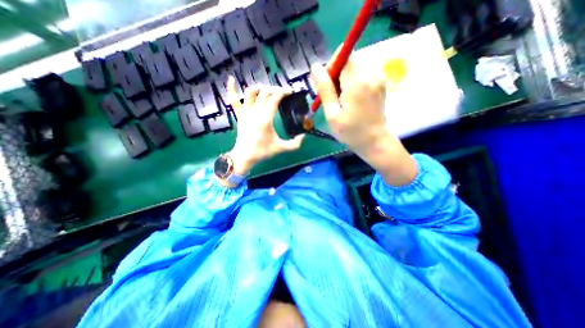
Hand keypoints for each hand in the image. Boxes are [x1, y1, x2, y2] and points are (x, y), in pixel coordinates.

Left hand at [224, 77, 306, 176]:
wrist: (245, 156)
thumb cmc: (262, 152)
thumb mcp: (280, 148)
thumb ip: (294, 144)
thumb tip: (304, 136)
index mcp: (265, 120)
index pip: (274, 98)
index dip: (283, 91)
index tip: (290, 92)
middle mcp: (254, 113)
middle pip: (264, 93)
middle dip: (275, 89)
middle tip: (282, 93)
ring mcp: (245, 113)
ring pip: (250, 93)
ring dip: (260, 88)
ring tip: (267, 89)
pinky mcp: (239, 115)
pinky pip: (233, 100)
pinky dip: (231, 89)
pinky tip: (232, 79)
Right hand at [311, 55, 414, 184]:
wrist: (376, 142)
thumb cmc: (351, 132)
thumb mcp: (332, 114)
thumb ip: (324, 89)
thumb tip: (315, 67)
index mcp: (357, 82)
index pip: (343, 55)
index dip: (331, 66)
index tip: (327, 85)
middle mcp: (371, 74)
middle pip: (349, 60)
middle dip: (337, 74)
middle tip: (333, 97)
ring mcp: (378, 78)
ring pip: (355, 67)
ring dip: (344, 79)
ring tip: (342, 101)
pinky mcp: (380, 83)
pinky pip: (362, 74)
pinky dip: (353, 82)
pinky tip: (352, 100)